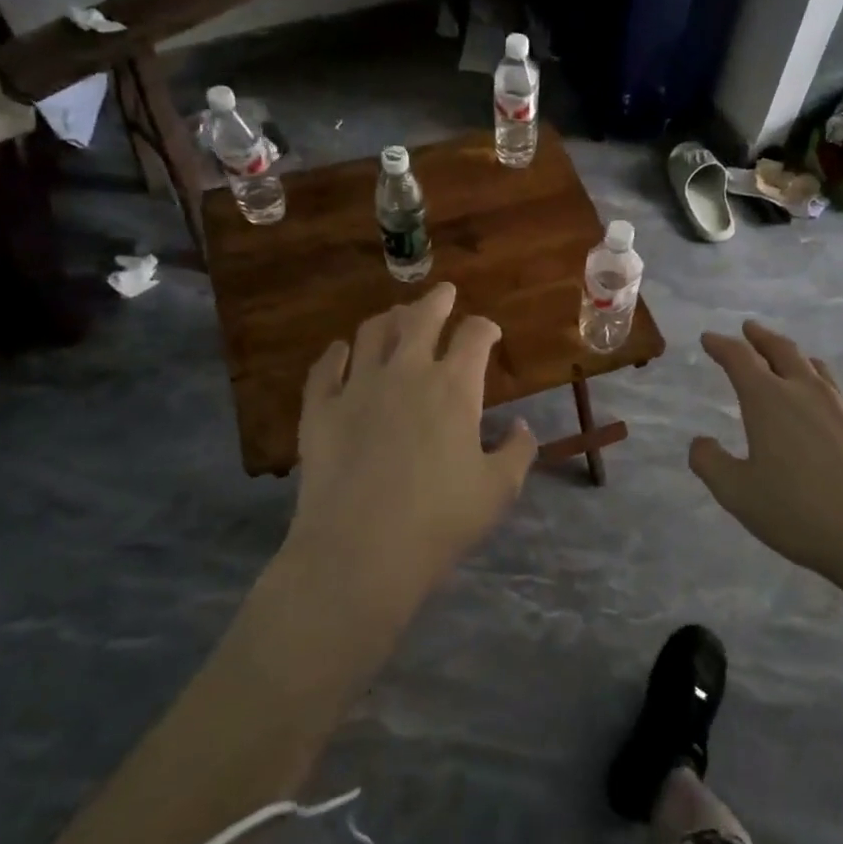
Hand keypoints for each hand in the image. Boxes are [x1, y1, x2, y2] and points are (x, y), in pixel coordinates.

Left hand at [289, 283, 537, 598]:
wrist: (360, 550)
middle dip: (437, 301)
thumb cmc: (440, 521)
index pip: (474, 337)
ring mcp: (358, 387)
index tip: (489, 331)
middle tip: (444, 292)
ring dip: (388, 318)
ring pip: (371, 333)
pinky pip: (326, 367)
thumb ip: (517, 452)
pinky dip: (335, 354)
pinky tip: (340, 351)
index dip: (485, 327)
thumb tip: (522, 427)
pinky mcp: (320, 409)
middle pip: (421, 318)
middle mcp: (406, 372)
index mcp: (454, 387)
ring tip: (396, 316)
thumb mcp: (497, 491)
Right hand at [689, 322, 842, 587]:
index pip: (740, 359)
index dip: (721, 345)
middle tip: (748, 329)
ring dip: (795, 357)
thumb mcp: (737, 494)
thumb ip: (710, 463)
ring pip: (816, 368)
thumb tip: (699, 441)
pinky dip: (826, 390)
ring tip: (786, 358)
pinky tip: (829, 405)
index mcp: (769, 401)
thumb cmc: (799, 513)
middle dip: (761, 337)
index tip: (709, 338)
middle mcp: (807, 392)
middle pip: (782, 350)